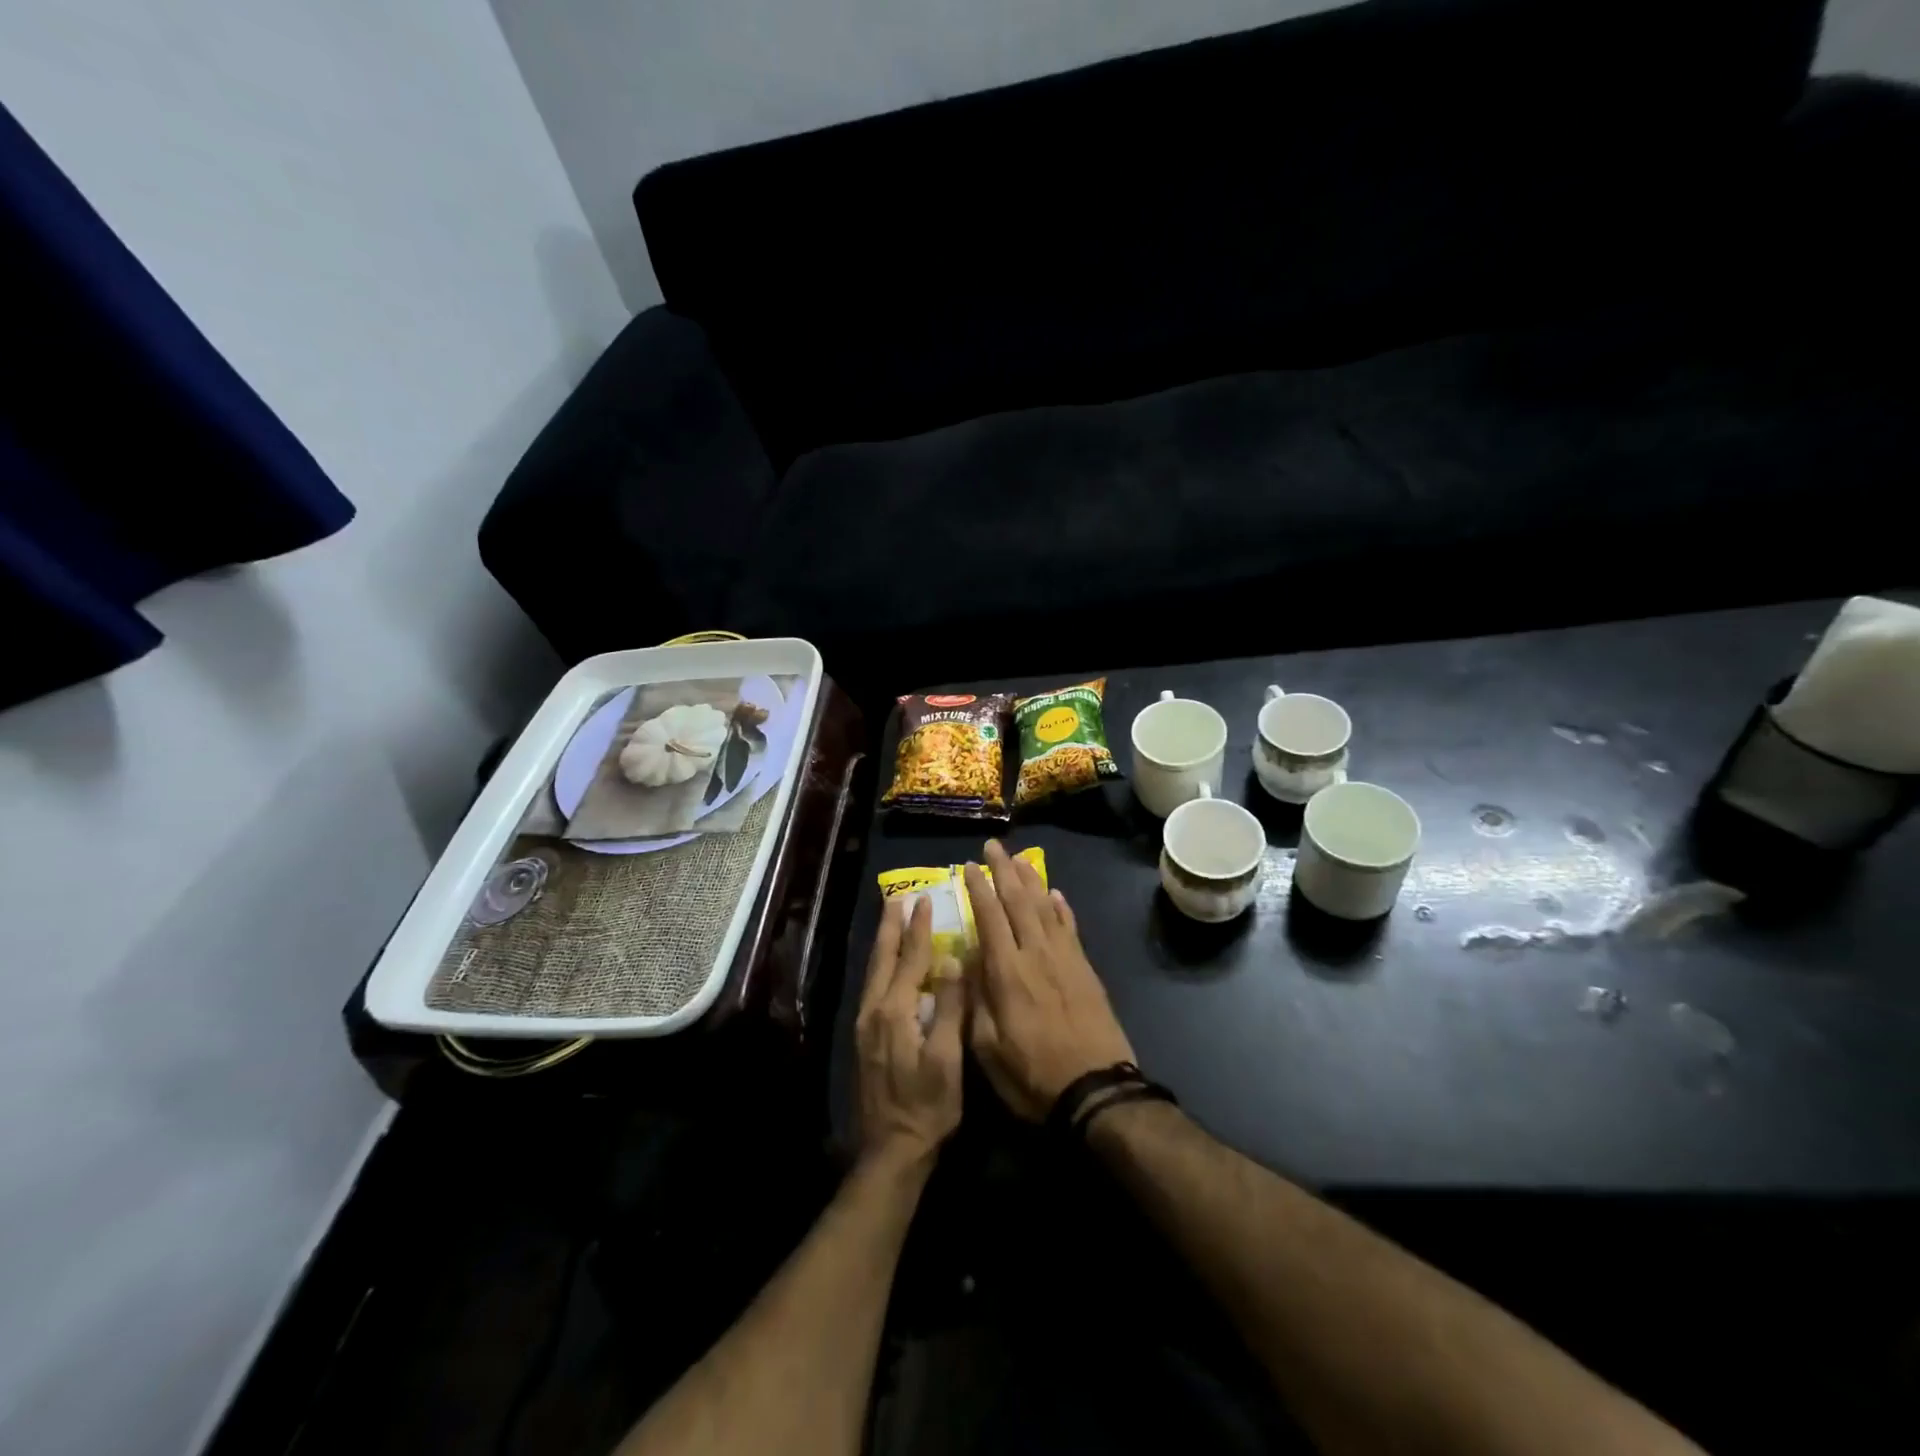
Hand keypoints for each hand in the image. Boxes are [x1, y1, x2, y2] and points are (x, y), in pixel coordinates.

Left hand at [855, 895, 964, 1167]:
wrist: (891, 1150)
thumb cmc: (927, 1106)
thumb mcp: (946, 1058)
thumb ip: (947, 1007)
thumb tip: (950, 960)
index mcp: (894, 1011)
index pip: (910, 959)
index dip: (919, 929)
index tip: (925, 900)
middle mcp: (873, 1010)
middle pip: (883, 958)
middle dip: (891, 927)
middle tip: (897, 898)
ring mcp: (865, 1025)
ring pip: (874, 971)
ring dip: (884, 943)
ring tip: (890, 920)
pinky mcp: (864, 1038)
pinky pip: (873, 986)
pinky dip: (881, 965)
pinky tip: (888, 966)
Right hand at [963, 841, 1135, 1121]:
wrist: (1096, 1091)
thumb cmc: (1032, 1076)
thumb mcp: (987, 1049)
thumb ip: (974, 1000)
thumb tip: (967, 959)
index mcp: (1007, 973)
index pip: (989, 918)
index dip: (978, 889)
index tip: (970, 866)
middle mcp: (1036, 955)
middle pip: (1018, 902)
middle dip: (1004, 871)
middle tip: (993, 845)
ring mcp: (1065, 959)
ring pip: (1045, 908)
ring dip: (1031, 880)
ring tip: (1019, 860)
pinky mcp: (1085, 970)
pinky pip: (1071, 928)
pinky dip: (1061, 907)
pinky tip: (1055, 894)